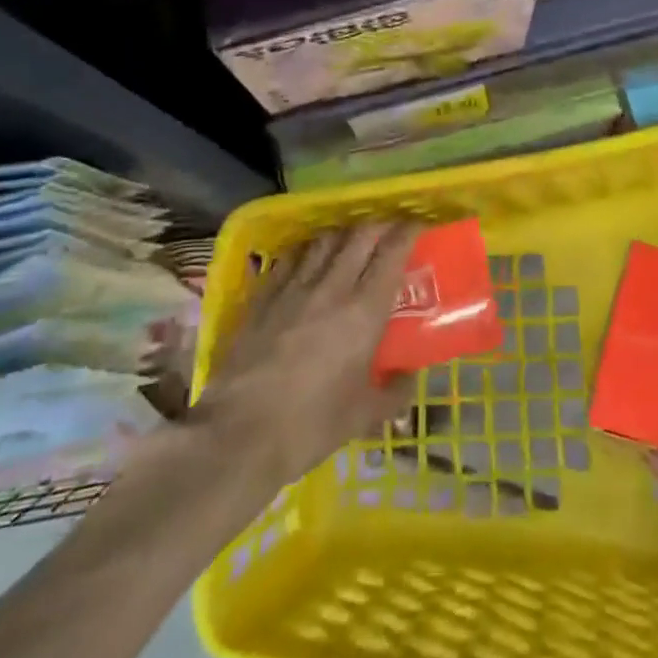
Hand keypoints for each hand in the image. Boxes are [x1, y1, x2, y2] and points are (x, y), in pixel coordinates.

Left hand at [190, 222, 420, 485]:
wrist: (239, 434)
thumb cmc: (311, 426)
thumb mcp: (365, 415)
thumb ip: (395, 391)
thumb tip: (409, 375)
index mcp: (364, 312)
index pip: (391, 254)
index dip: (407, 232)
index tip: (418, 224)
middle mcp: (332, 288)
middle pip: (359, 236)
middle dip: (379, 224)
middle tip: (390, 227)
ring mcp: (293, 288)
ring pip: (323, 240)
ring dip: (343, 232)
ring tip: (351, 237)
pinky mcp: (263, 297)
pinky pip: (290, 258)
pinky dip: (306, 249)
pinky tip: (308, 255)